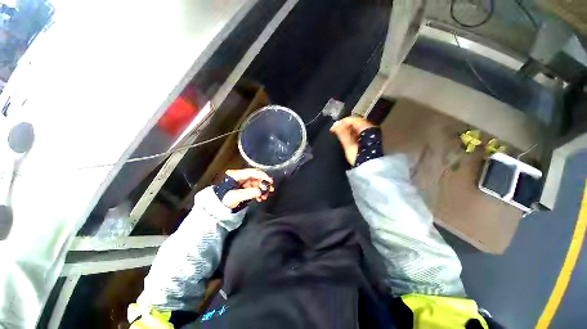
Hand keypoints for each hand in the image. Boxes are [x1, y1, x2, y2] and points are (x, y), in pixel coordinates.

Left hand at [222, 169, 273, 208]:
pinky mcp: (245, 188)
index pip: (252, 172)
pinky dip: (259, 192)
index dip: (262, 176)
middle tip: (270, 189)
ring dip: (262, 189)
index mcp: (236, 175)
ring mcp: (243, 182)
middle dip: (264, 184)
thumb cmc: (223, 200)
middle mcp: (240, 177)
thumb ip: (248, 193)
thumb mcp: (235, 196)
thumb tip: (260, 191)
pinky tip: (261, 198)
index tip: (270, 181)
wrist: (217, 208)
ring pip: (257, 183)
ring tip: (265, 196)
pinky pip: (255, 188)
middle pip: (256, 177)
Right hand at [330, 116, 375, 165]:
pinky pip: (360, 132)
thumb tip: (336, 124)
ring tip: (339, 135)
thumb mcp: (350, 147)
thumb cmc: (360, 159)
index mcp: (367, 129)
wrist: (371, 170)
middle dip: (345, 125)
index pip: (353, 120)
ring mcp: (372, 134)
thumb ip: (343, 134)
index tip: (333, 129)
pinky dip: (352, 134)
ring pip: (358, 127)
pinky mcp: (371, 140)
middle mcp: (372, 128)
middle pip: (356, 122)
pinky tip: (347, 138)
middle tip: (335, 132)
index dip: (342, 122)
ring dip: (348, 130)